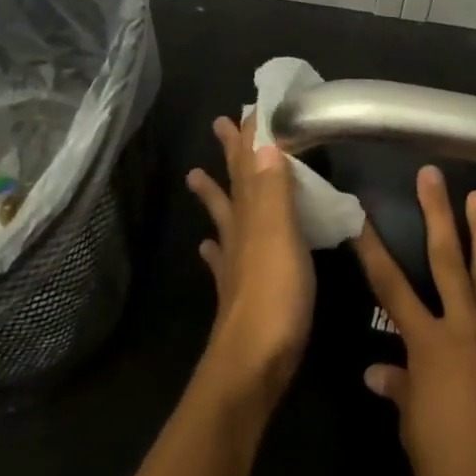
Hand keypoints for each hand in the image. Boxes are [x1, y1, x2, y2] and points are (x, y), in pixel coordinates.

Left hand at [186, 114, 314, 409]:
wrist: (252, 367)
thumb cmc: (274, 297)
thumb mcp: (279, 236)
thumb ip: (273, 190)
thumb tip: (263, 142)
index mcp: (252, 216)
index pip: (249, 166)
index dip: (249, 137)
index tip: (248, 108)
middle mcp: (240, 234)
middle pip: (234, 185)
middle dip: (230, 154)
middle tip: (220, 124)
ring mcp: (237, 265)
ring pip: (225, 218)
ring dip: (215, 194)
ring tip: (196, 175)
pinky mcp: (241, 293)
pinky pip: (224, 261)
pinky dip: (216, 248)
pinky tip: (209, 247)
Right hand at [353, 168, 475, 475]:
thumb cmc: (446, 466)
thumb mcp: (412, 428)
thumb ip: (399, 390)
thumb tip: (378, 371)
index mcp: (427, 343)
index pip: (391, 287)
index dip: (373, 250)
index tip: (362, 217)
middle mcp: (462, 328)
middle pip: (447, 259)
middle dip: (438, 214)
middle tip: (434, 175)